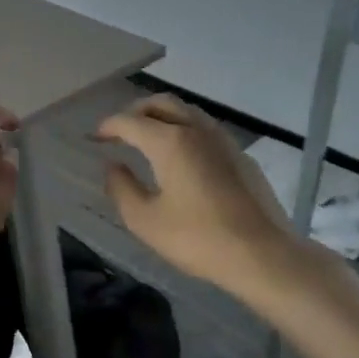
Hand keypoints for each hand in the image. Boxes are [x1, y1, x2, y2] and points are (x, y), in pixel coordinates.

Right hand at [96, 95, 296, 292]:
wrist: (262, 254)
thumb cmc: (198, 239)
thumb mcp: (145, 220)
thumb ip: (122, 188)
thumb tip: (112, 166)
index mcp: (170, 141)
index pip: (131, 121)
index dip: (109, 126)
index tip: (95, 138)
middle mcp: (197, 130)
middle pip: (161, 103)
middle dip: (135, 111)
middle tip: (119, 130)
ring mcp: (223, 140)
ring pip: (187, 111)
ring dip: (162, 116)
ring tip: (148, 137)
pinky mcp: (240, 156)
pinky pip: (205, 128)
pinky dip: (184, 129)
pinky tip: (181, 155)